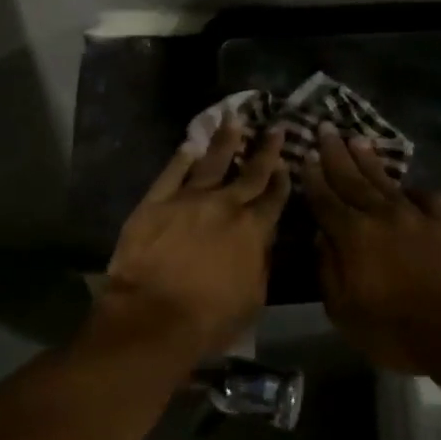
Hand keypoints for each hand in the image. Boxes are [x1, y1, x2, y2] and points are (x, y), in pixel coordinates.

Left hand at [99, 119, 289, 362]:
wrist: (153, 317)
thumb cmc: (209, 319)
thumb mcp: (253, 298)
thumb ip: (260, 263)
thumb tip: (262, 242)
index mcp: (253, 230)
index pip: (273, 199)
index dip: (282, 180)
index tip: (287, 162)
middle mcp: (225, 206)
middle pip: (249, 173)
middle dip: (265, 150)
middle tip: (275, 128)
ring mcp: (188, 199)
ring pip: (211, 162)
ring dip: (225, 141)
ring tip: (233, 120)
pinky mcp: (155, 202)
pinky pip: (171, 173)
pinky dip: (181, 158)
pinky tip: (189, 146)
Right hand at [300, 124, 440, 371]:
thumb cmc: (394, 331)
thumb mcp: (343, 311)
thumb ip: (328, 270)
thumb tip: (321, 237)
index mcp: (352, 234)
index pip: (325, 199)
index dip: (313, 177)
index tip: (305, 155)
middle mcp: (380, 214)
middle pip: (352, 178)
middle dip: (336, 153)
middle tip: (326, 128)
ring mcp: (416, 215)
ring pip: (385, 180)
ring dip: (368, 160)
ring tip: (357, 140)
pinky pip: (426, 196)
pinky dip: (414, 190)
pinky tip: (408, 189)